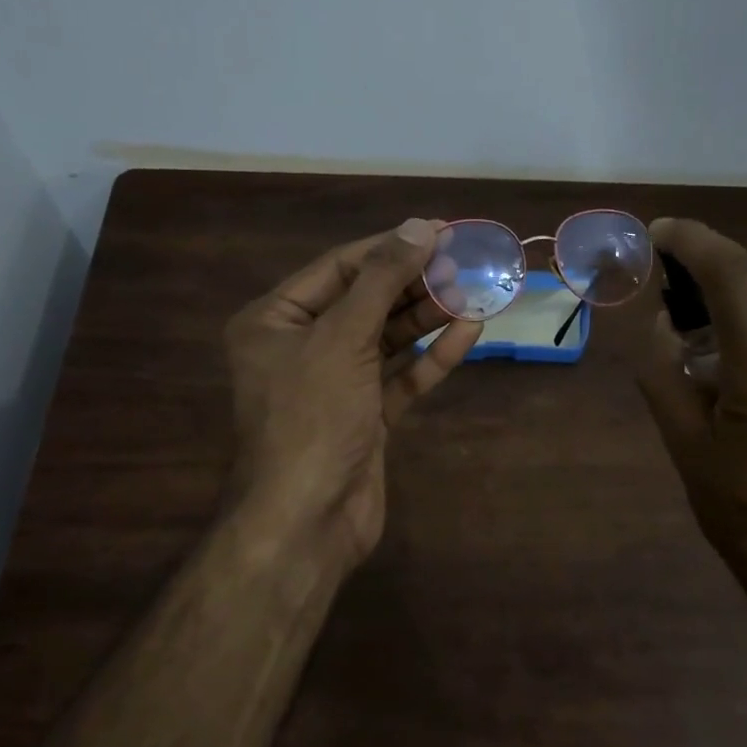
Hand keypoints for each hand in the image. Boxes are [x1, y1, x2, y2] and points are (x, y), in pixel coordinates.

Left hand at [224, 218, 482, 574]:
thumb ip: (382, 280)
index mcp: (274, 321)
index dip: (390, 247)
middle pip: (365, 301)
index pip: (339, 268)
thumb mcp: (342, 338)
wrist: (308, 520)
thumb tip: (420, 227)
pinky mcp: (364, 415)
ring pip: (386, 339)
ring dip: (427, 317)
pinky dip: (431, 357)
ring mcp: (335, 384)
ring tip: (472, 292)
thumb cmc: (312, 417)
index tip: (440, 230)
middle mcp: (300, 347)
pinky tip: (468, 333)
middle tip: (464, 263)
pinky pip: (399, 376)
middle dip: (413, 283)